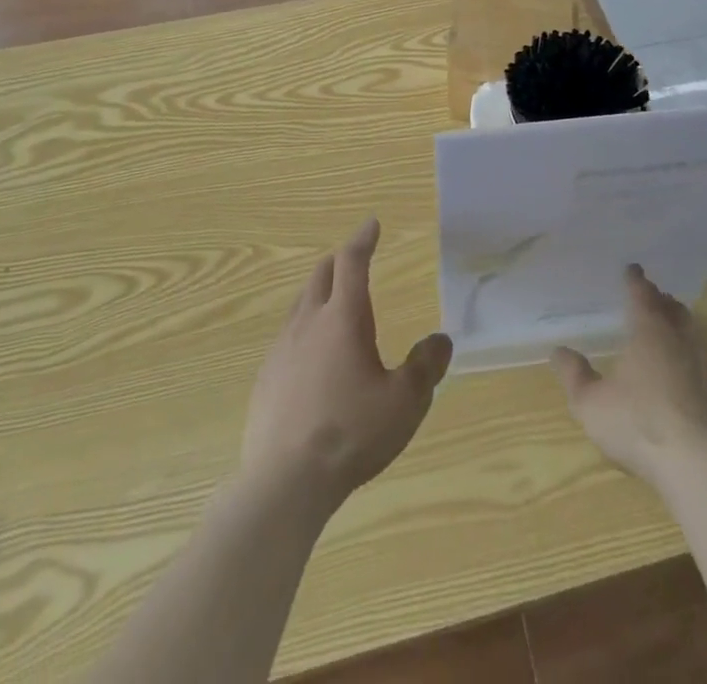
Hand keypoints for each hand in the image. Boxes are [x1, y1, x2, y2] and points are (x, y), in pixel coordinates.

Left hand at [241, 218, 452, 509]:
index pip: (352, 262)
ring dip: (319, 292)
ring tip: (333, 302)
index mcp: (343, 318)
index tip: (372, 224)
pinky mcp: (265, 378)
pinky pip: (287, 337)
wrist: (284, 482)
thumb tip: (440, 340)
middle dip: (339, 261)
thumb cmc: (352, 434)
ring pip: (300, 304)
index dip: (363, 240)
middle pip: (321, 275)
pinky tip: (310, 355)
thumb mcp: (405, 403)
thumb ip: (425, 367)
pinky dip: (304, 328)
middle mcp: (308, 323)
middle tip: (354, 259)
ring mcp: (281, 350)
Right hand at [550, 265, 706, 494]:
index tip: (632, 269)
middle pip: (674, 310)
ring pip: (696, 336)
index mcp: (650, 332)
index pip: (641, 294)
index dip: (635, 281)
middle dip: (663, 302)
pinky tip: (694, 380)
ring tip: (672, 334)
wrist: (705, 470)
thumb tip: (558, 351)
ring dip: (683, 329)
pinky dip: (700, 364)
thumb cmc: (641, 427)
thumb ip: (574, 376)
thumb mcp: (592, 405)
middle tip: (653, 300)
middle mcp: (683, 339)